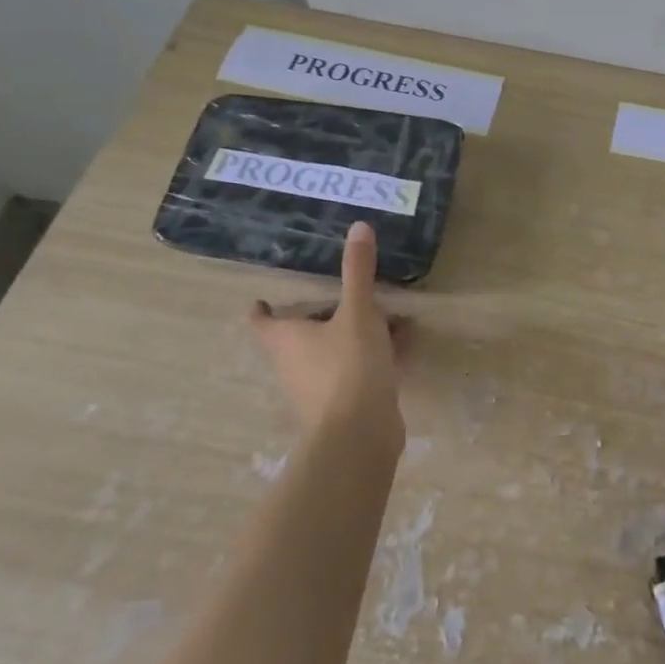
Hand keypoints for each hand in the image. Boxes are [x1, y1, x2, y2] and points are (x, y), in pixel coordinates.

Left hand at [249, 222, 405, 443]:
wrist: (360, 436)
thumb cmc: (348, 367)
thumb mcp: (357, 312)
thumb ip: (357, 271)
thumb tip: (359, 226)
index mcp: (286, 339)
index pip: (262, 320)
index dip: (263, 308)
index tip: (265, 298)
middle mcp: (293, 364)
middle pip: (298, 336)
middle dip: (320, 316)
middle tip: (343, 294)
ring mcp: (317, 389)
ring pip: (332, 353)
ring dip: (353, 335)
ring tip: (386, 315)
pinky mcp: (343, 406)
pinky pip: (355, 370)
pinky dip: (373, 355)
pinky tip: (403, 344)